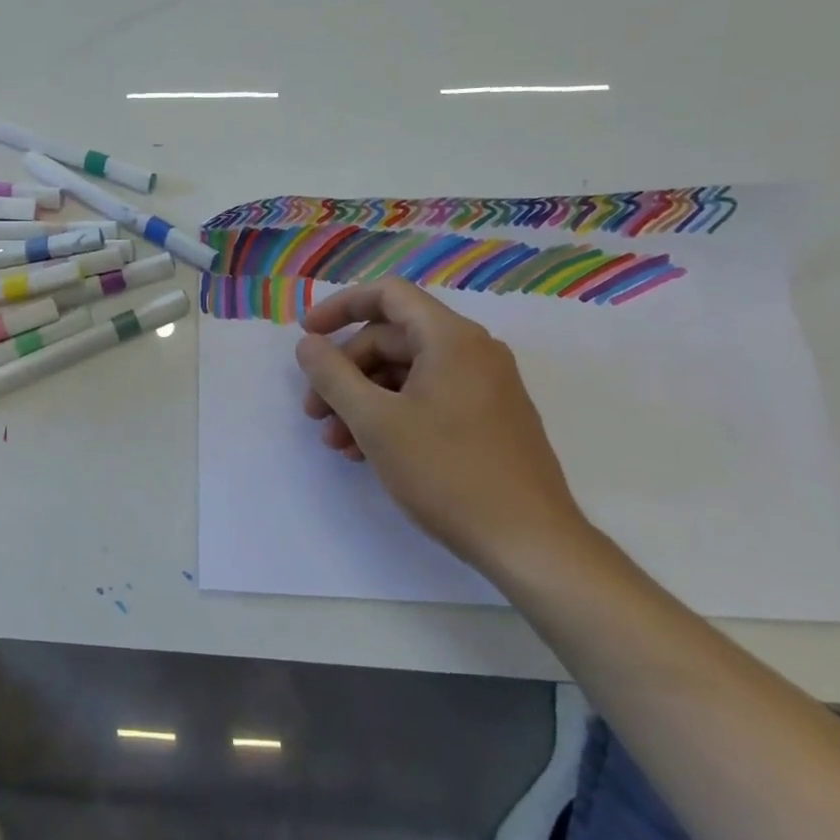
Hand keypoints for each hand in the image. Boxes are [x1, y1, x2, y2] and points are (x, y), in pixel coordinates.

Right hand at [295, 278, 591, 571]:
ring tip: (337, 443)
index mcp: (451, 338)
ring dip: (363, 399)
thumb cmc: (448, 472)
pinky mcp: (489, 420)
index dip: (340, 307)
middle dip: (345, 371)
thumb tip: (307, 344)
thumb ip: (332, 375)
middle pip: (391, 339)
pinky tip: (368, 453)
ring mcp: (485, 387)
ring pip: (406, 374)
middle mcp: (473, 352)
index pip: (388, 295)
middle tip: (314, 411)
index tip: (307, 335)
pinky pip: (428, 398)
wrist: (532, 544)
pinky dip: (392, 415)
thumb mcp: (375, 422)